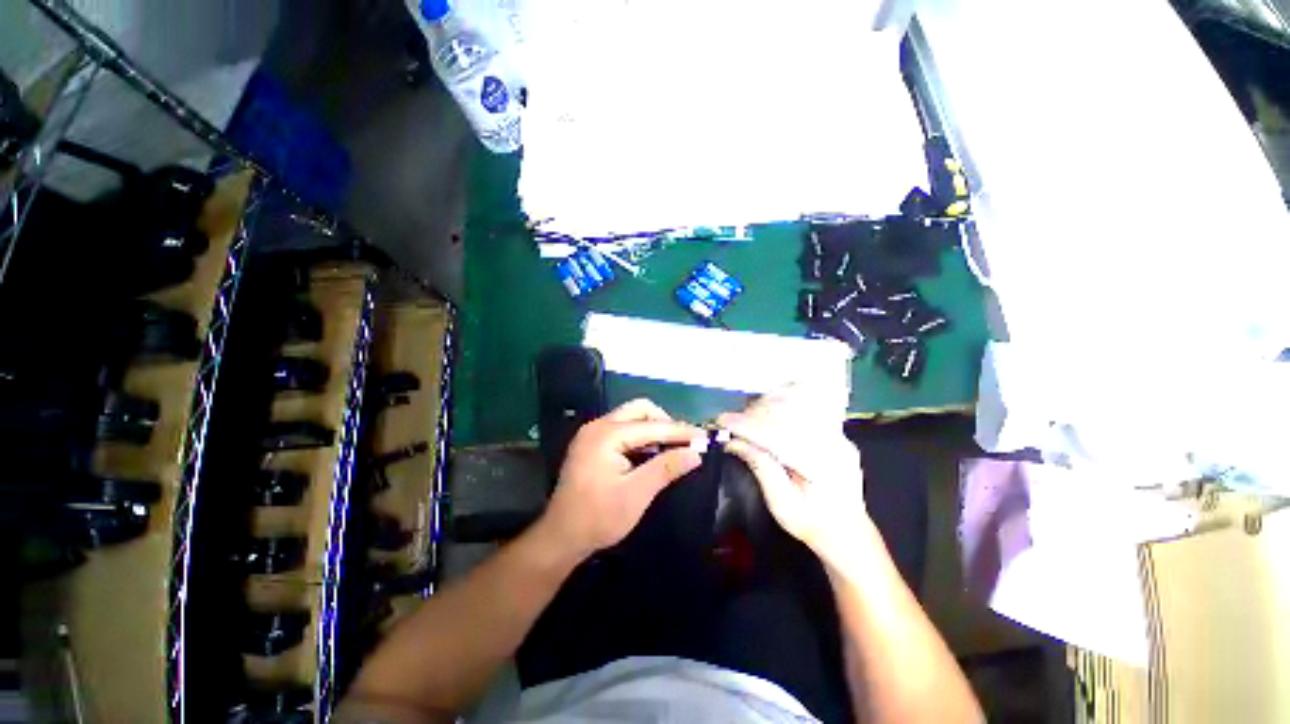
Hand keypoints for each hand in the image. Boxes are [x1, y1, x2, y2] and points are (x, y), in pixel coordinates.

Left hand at [540, 399, 704, 560]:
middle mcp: (598, 426)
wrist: (561, 537)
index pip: (651, 426)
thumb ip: (666, 468)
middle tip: (683, 442)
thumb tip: (695, 453)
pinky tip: (651, 453)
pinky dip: (640, 436)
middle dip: (664, 422)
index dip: (680, 431)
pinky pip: (622, 429)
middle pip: (639, 410)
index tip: (703, 437)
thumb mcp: (637, 494)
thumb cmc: (599, 517)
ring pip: (630, 417)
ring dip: (653, 429)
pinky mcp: (591, 443)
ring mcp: (592, 433)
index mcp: (607, 434)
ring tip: (671, 447)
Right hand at [718, 384, 866, 560]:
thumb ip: (760, 469)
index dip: (747, 426)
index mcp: (821, 466)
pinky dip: (784, 400)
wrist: (846, 530)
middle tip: (731, 421)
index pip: (778, 435)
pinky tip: (768, 405)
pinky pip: (807, 404)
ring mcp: (837, 433)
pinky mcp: (835, 429)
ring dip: (767, 404)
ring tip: (746, 415)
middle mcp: (834, 443)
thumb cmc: (811, 523)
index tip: (722, 421)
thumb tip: (734, 442)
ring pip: (797, 403)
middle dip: (753, 413)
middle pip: (787, 414)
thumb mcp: (781, 505)